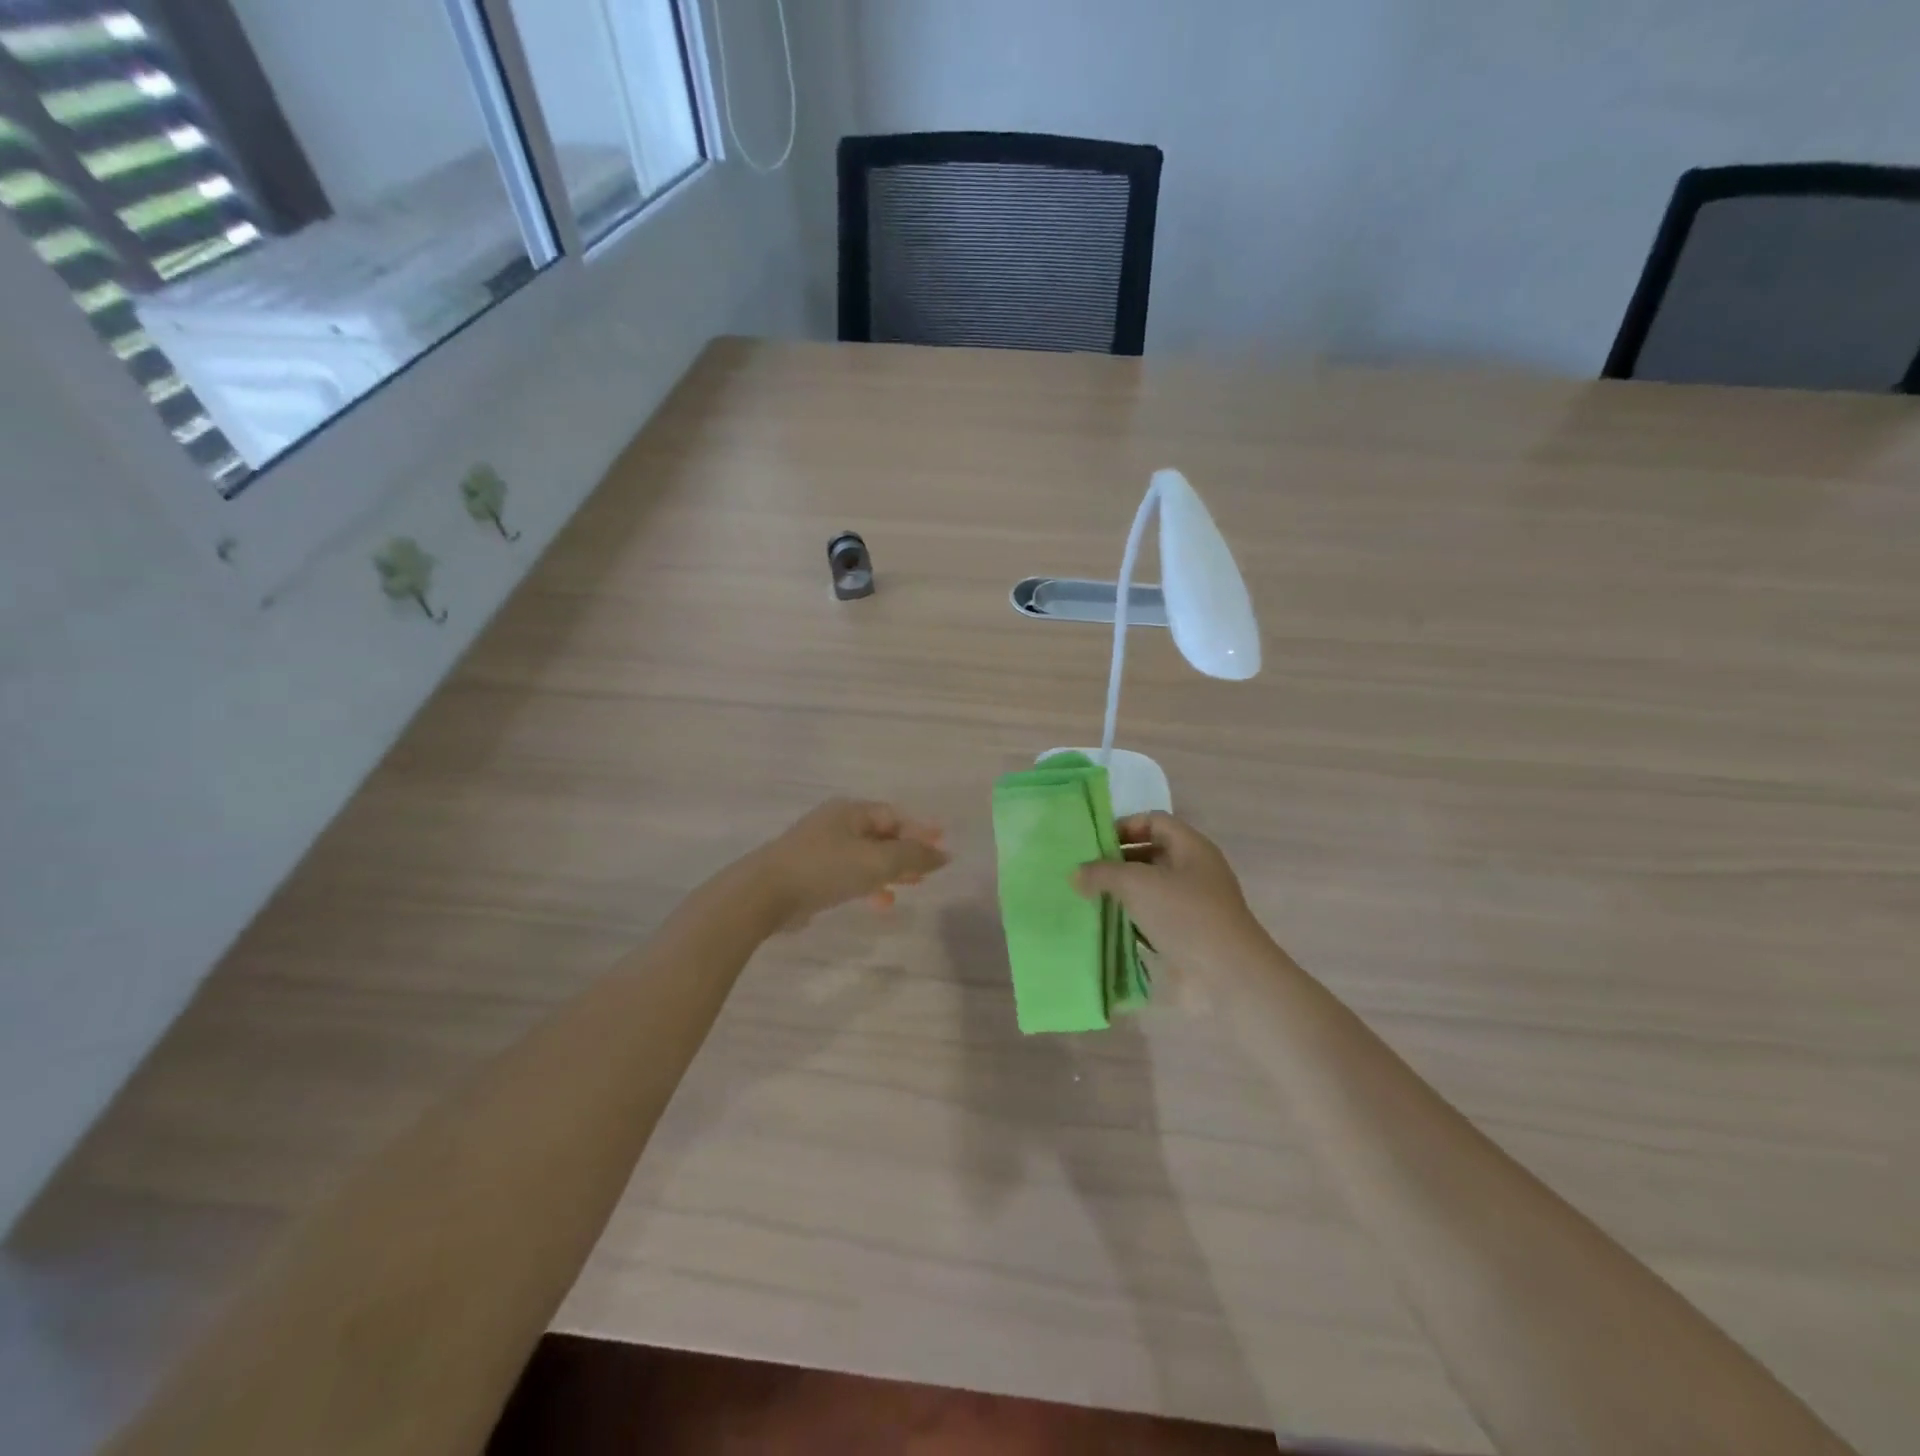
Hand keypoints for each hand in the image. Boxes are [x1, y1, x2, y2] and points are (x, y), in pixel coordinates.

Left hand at [752, 798, 948, 930]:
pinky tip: (880, 902)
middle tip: (929, 870)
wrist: (764, 894)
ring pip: (866, 856)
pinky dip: (869, 884)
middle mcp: (836, 824)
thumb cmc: (825, 869)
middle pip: (881, 835)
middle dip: (907, 852)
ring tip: (911, 887)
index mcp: (851, 811)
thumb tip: (944, 854)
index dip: (921, 831)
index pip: (894, 816)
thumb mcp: (877, 862)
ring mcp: (820, 848)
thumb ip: (913, 857)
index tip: (943, 848)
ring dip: (890, 871)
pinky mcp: (810, 873)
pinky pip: (849, 873)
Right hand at [1073, 812, 1265, 975]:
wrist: (1227, 976)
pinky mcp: (1184, 935)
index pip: (1153, 821)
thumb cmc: (1185, 915)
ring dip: (1121, 892)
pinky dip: (1129, 920)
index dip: (1124, 826)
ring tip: (1086, 897)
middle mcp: (1193, 871)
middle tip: (1084, 871)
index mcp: (1191, 848)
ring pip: (1149, 888)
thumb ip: (1102, 873)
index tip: (1094, 843)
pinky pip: (1151, 918)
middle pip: (1150, 854)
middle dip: (1117, 860)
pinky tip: (1103, 925)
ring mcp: (1191, 905)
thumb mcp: (1137, 884)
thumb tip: (1076, 874)